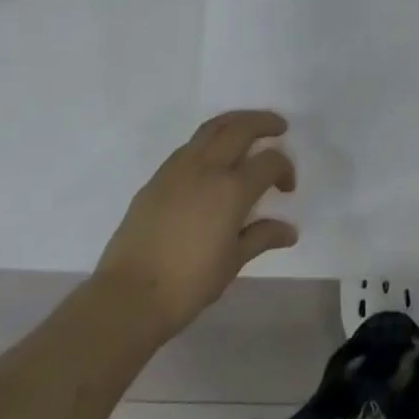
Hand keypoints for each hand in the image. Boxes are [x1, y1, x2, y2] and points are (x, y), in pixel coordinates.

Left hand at [98, 111, 297, 338]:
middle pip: (242, 127)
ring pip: (213, 127)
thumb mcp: (233, 262)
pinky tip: (213, 158)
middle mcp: (208, 167)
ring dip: (236, 122)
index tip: (286, 189)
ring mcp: (179, 168)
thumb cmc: (188, 284)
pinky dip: (210, 139)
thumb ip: (262, 237)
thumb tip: (289, 231)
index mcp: (232, 189)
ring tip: (248, 129)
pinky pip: (191, 145)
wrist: (128, 297)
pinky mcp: (157, 176)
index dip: (285, 168)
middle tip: (279, 128)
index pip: (270, 161)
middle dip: (265, 122)